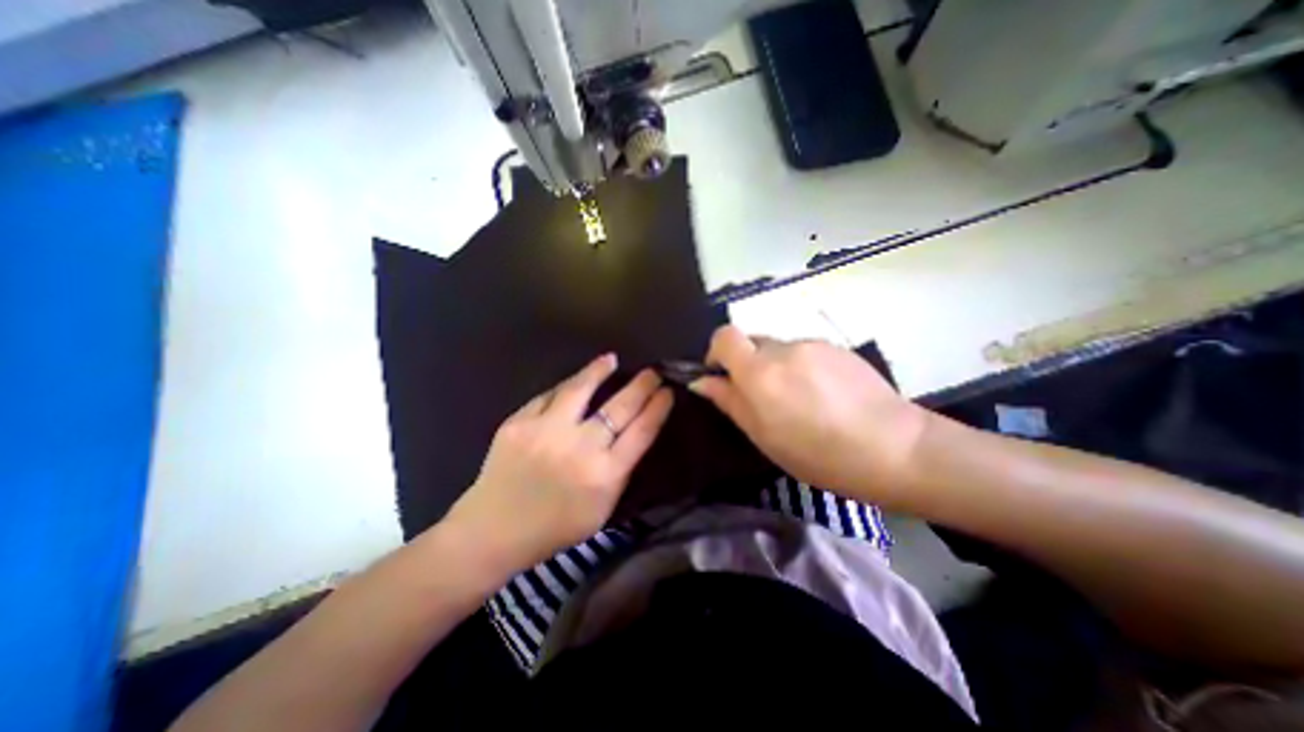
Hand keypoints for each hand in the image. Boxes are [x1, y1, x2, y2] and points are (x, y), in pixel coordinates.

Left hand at [448, 352, 670, 571]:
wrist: (492, 532)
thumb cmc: (554, 528)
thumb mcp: (602, 510)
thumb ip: (620, 472)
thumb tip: (634, 434)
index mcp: (605, 475)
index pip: (642, 431)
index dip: (658, 408)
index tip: (667, 392)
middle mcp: (580, 448)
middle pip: (620, 406)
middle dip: (642, 385)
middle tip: (652, 372)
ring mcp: (547, 431)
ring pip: (581, 388)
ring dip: (600, 371)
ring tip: (611, 359)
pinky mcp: (519, 422)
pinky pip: (550, 395)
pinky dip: (567, 385)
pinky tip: (577, 379)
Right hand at [691, 326, 926, 507]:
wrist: (894, 448)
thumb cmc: (818, 454)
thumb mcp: (763, 435)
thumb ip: (729, 401)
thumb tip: (701, 381)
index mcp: (760, 372)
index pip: (724, 336)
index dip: (716, 352)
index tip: (722, 376)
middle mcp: (783, 348)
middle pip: (751, 342)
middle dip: (748, 364)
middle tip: (764, 398)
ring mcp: (813, 345)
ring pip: (779, 349)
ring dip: (776, 368)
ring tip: (800, 401)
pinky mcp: (837, 347)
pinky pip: (804, 352)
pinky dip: (801, 368)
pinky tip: (822, 395)